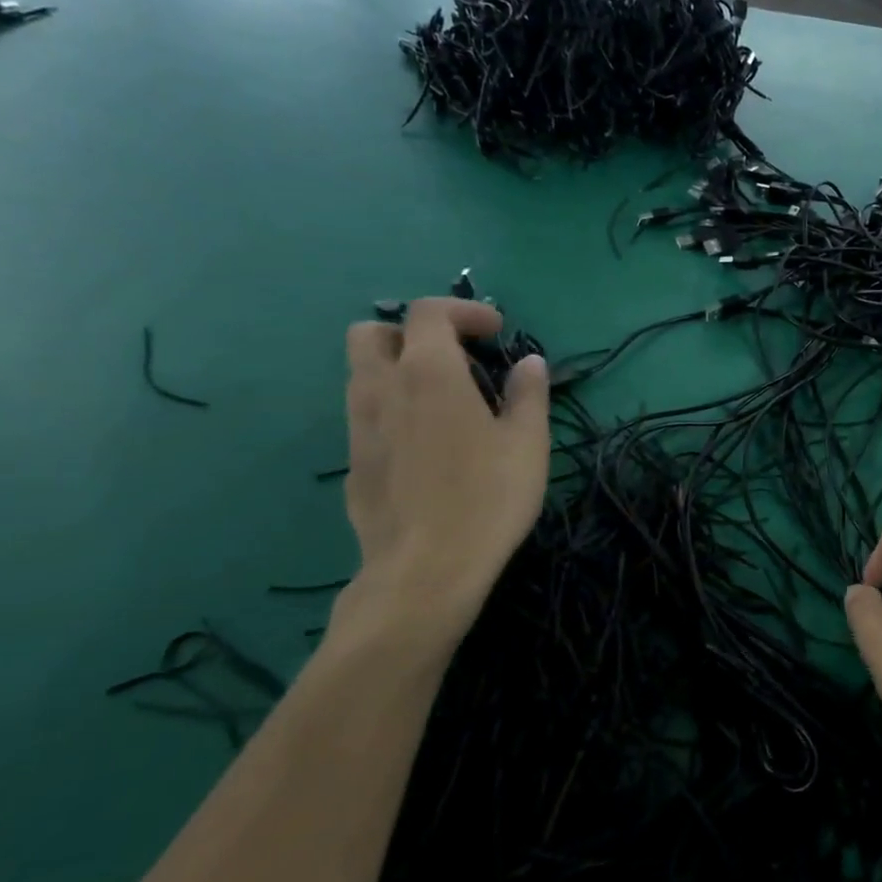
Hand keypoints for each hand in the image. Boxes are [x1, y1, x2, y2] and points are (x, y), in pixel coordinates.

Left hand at [336, 296, 548, 652]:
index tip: (496, 333)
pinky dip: (393, 411)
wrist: (425, 570)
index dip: (464, 311)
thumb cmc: (487, 496)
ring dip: (398, 371)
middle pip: (372, 334)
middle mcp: (382, 389)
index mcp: (428, 372)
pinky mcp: (353, 464)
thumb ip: (528, 393)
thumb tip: (529, 363)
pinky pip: (366, 417)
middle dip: (411, 333)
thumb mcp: (528, 441)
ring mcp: (359, 428)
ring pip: (362, 376)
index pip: (428, 312)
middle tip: (454, 358)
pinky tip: (426, 447)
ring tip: (444, 402)